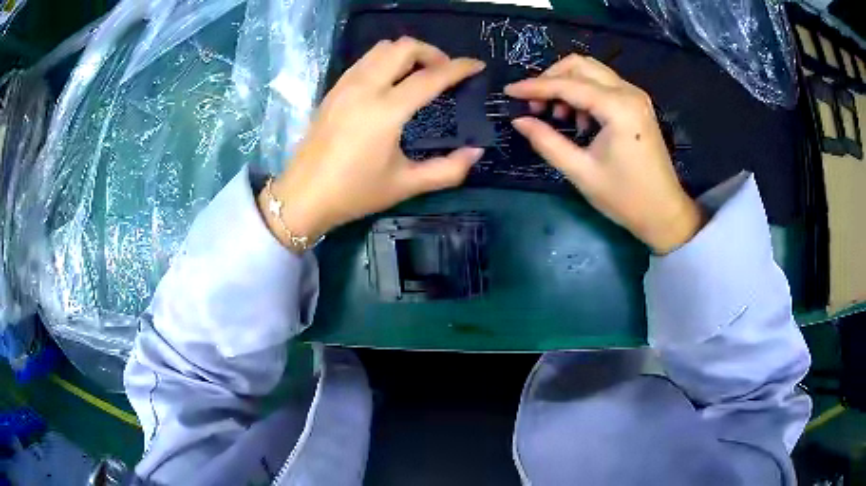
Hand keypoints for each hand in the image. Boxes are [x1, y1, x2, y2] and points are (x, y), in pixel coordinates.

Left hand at [260, 37, 485, 249]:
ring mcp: (345, 85)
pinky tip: (391, 82)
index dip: (459, 68)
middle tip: (444, 72)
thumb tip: (476, 152)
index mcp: (386, 111)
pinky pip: (365, 60)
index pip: (430, 76)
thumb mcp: (406, 185)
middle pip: (403, 47)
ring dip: (407, 53)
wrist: (303, 196)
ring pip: (381, 49)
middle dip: (432, 52)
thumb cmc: (354, 193)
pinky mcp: (333, 90)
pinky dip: (385, 60)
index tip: (477, 66)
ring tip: (420, 73)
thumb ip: (447, 170)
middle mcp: (365, 88)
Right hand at [505, 55, 703, 254]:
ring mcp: (635, 96)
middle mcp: (628, 92)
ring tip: (556, 115)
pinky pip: (603, 85)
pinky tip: (579, 120)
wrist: (664, 212)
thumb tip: (519, 120)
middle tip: (535, 105)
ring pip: (591, 71)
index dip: (534, 86)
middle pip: (580, 65)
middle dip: (551, 79)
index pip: (568, 85)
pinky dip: (583, 93)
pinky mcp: (636, 105)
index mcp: (618, 108)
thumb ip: (547, 142)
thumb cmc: (625, 197)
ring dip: (567, 85)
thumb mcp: (581, 172)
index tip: (509, 92)